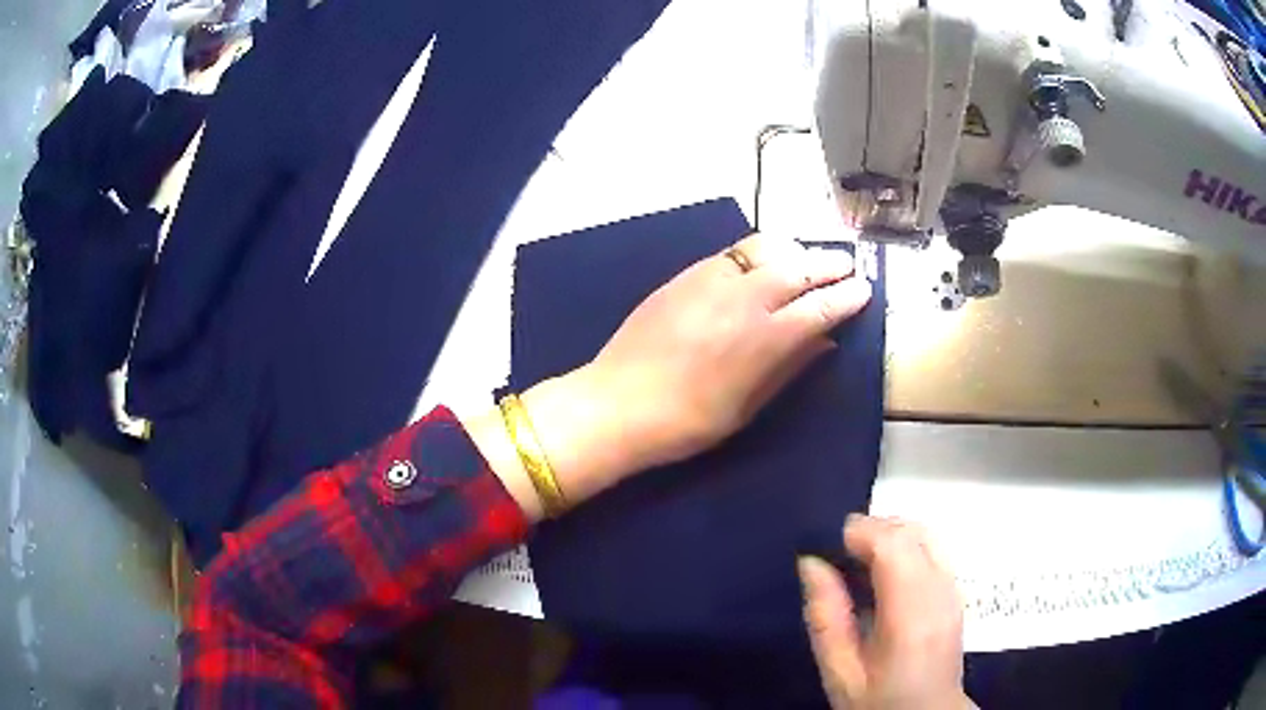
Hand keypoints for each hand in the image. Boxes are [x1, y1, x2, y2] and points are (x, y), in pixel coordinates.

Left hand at [523, 232, 872, 500]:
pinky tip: (763, 263)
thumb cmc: (687, 422)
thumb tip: (824, 342)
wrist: (617, 404)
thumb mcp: (747, 406)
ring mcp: (711, 280)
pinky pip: (732, 253)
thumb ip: (789, 368)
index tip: (865, 289)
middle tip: (847, 265)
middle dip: (829, 264)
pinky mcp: (685, 275)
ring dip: (795, 250)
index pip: (820, 307)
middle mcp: (743, 299)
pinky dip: (758, 253)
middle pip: (799, 268)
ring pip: (766, 248)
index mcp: (764, 339)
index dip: (847, 296)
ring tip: (808, 258)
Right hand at [799, 516, 969, 709]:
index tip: (825, 545)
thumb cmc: (878, 701)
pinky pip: (933, 548)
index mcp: (911, 616)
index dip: (859, 532)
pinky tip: (884, 572)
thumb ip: (825, 618)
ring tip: (858, 559)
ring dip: (890, 534)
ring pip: (926, 534)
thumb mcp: (839, 672)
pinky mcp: (956, 591)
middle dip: (872, 529)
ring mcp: (954, 589)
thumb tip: (811, 563)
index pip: (893, 546)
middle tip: (837, 552)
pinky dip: (905, 545)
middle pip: (913, 531)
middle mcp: (941, 592)